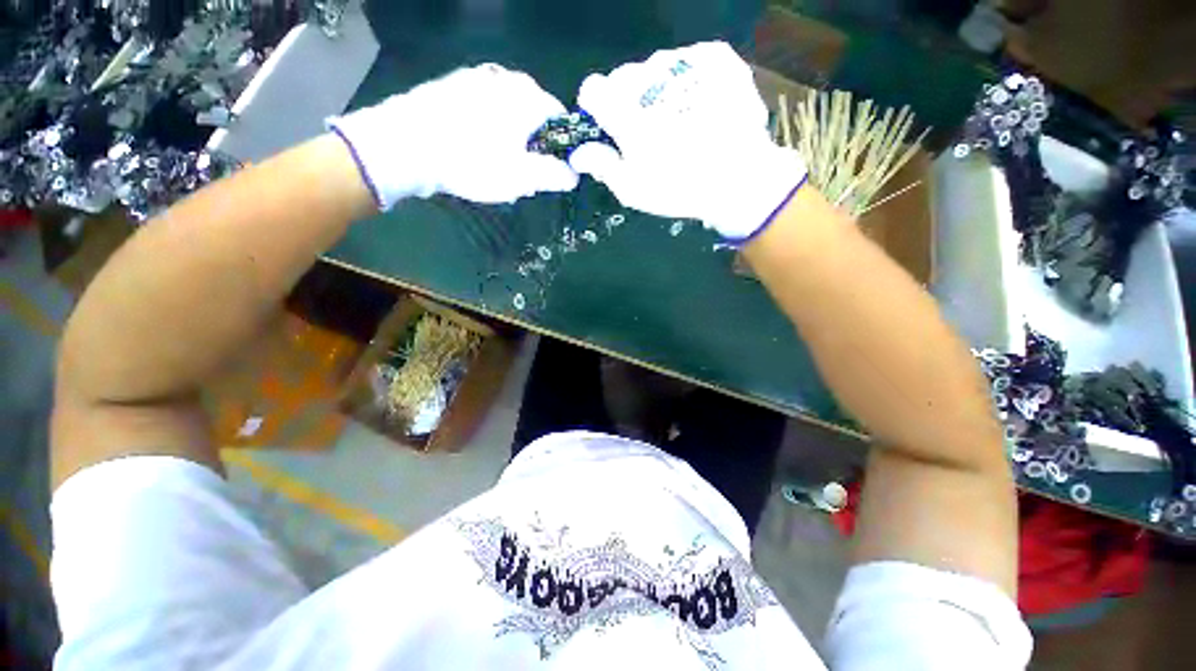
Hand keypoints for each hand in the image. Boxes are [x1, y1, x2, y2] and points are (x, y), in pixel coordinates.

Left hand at [329, 64, 578, 209]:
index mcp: (528, 97)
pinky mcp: (455, 85)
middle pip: (535, 115)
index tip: (549, 170)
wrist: (404, 145)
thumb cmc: (472, 162)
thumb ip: (554, 175)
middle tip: (520, 173)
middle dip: (534, 145)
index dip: (561, 147)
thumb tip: (574, 174)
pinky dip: (489, 127)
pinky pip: (486, 107)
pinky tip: (475, 148)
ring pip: (510, 111)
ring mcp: (477, 77)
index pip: (561, 119)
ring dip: (511, 138)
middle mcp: (506, 78)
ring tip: (495, 164)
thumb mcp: (521, 177)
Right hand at [570, 42, 806, 240]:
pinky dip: (687, 82)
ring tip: (679, 121)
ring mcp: (686, 61)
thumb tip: (578, 152)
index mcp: (624, 110)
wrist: (741, 179)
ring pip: (656, 68)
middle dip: (629, 102)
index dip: (597, 110)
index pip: (592, 89)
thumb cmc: (678, 189)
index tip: (611, 129)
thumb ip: (601, 165)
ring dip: (659, 91)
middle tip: (649, 132)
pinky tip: (698, 107)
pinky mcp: (716, 56)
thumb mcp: (632, 189)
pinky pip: (688, 61)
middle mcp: (651, 75)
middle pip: (624, 78)